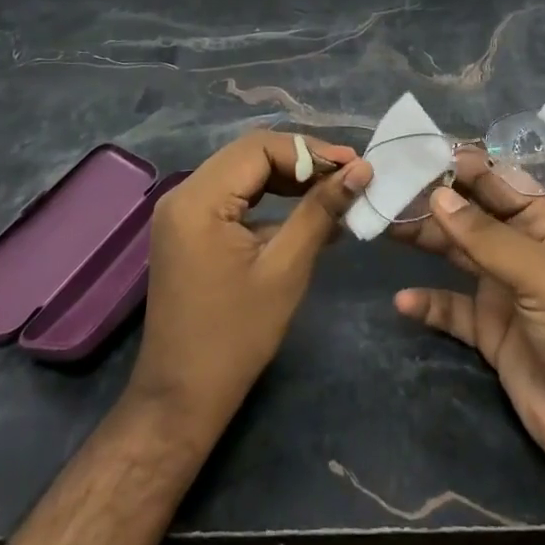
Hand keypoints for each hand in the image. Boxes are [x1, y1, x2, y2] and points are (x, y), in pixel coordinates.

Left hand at [129, 132, 370, 440]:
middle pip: (250, 154)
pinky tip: (305, 212)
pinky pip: (234, 195)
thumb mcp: (286, 269)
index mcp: (198, 199)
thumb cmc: (236, 336)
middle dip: (302, 160)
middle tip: (349, 175)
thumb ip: (321, 211)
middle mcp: (183, 193)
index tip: (354, 165)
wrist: (182, 397)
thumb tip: (362, 169)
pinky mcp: (189, 228)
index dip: (310, 151)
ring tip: (334, 190)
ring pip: (243, 171)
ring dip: (288, 177)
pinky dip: (269, 198)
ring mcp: (182, 211)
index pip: (259, 148)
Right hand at [390, 166, 544, 505]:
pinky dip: (428, 303)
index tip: (419, 157)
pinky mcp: (490, 331)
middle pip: (471, 216)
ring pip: (456, 254)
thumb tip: (436, 196)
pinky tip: (403, 302)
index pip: (499, 183)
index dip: (462, 168)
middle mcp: (522, 249)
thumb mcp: (540, 274)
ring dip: (425, 241)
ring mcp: (504, 290)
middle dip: (434, 202)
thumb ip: (485, 236)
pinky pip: (451, 308)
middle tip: (389, 190)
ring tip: (385, 229)